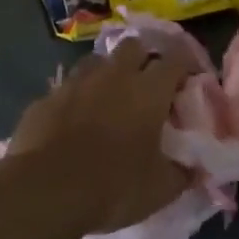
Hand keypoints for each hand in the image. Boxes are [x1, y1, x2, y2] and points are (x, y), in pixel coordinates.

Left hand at [0, 38, 191, 235]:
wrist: (44, 193)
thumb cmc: (114, 186)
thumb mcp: (161, 189)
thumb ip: (182, 173)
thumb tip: (194, 169)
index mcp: (149, 90)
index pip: (176, 59)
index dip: (186, 65)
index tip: (190, 80)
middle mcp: (114, 76)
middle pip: (134, 46)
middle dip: (144, 58)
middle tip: (148, 83)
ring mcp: (75, 83)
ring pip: (97, 61)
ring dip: (107, 73)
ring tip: (110, 97)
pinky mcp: (45, 99)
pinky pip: (66, 89)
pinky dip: (75, 99)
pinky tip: (73, 121)